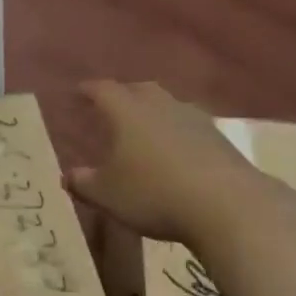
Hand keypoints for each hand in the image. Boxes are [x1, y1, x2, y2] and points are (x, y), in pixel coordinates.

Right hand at [65, 80, 263, 244]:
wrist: (226, 205)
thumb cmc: (153, 193)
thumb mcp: (107, 195)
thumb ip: (84, 183)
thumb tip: (68, 176)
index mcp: (128, 112)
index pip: (103, 90)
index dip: (89, 90)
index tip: (78, 92)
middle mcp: (161, 105)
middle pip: (139, 89)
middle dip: (123, 95)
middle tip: (110, 108)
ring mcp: (194, 119)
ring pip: (167, 105)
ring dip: (152, 113)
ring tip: (142, 130)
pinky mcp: (218, 137)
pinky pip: (188, 126)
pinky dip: (175, 133)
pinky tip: (173, 151)